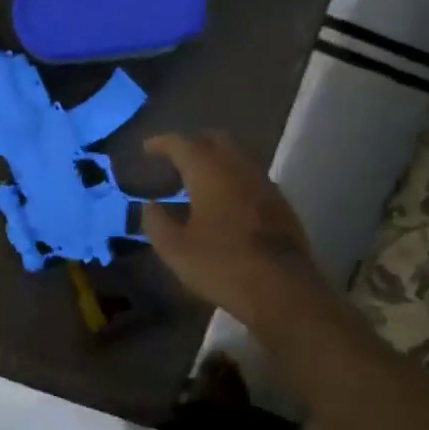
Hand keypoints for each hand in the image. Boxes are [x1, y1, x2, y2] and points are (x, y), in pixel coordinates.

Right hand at [140, 132, 332, 330]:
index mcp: (209, 173)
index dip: (162, 143)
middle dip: (192, 144)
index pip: (182, 144)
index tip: (147, 148)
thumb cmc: (221, 265)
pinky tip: (223, 202)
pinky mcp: (280, 204)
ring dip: (214, 162)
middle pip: (214, 140)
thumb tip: (150, 205)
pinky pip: (250, 178)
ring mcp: (264, 185)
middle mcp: (239, 168)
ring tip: (195, 181)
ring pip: (236, 158)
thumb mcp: (175, 250)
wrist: (281, 289)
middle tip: (173, 159)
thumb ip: (157, 223)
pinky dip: (231, 180)